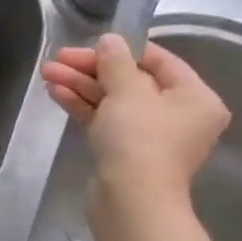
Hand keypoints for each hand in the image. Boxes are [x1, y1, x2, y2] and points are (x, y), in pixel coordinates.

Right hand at [41, 34, 230, 203]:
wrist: (131, 200)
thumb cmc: (139, 139)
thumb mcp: (127, 91)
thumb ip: (116, 61)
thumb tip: (110, 40)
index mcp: (195, 97)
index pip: (158, 60)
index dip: (121, 49)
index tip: (87, 44)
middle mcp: (178, 115)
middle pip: (131, 80)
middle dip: (91, 69)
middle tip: (56, 59)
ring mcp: (151, 136)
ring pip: (113, 100)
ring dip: (81, 85)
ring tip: (47, 74)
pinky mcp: (127, 152)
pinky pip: (106, 119)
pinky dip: (83, 105)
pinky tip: (56, 92)